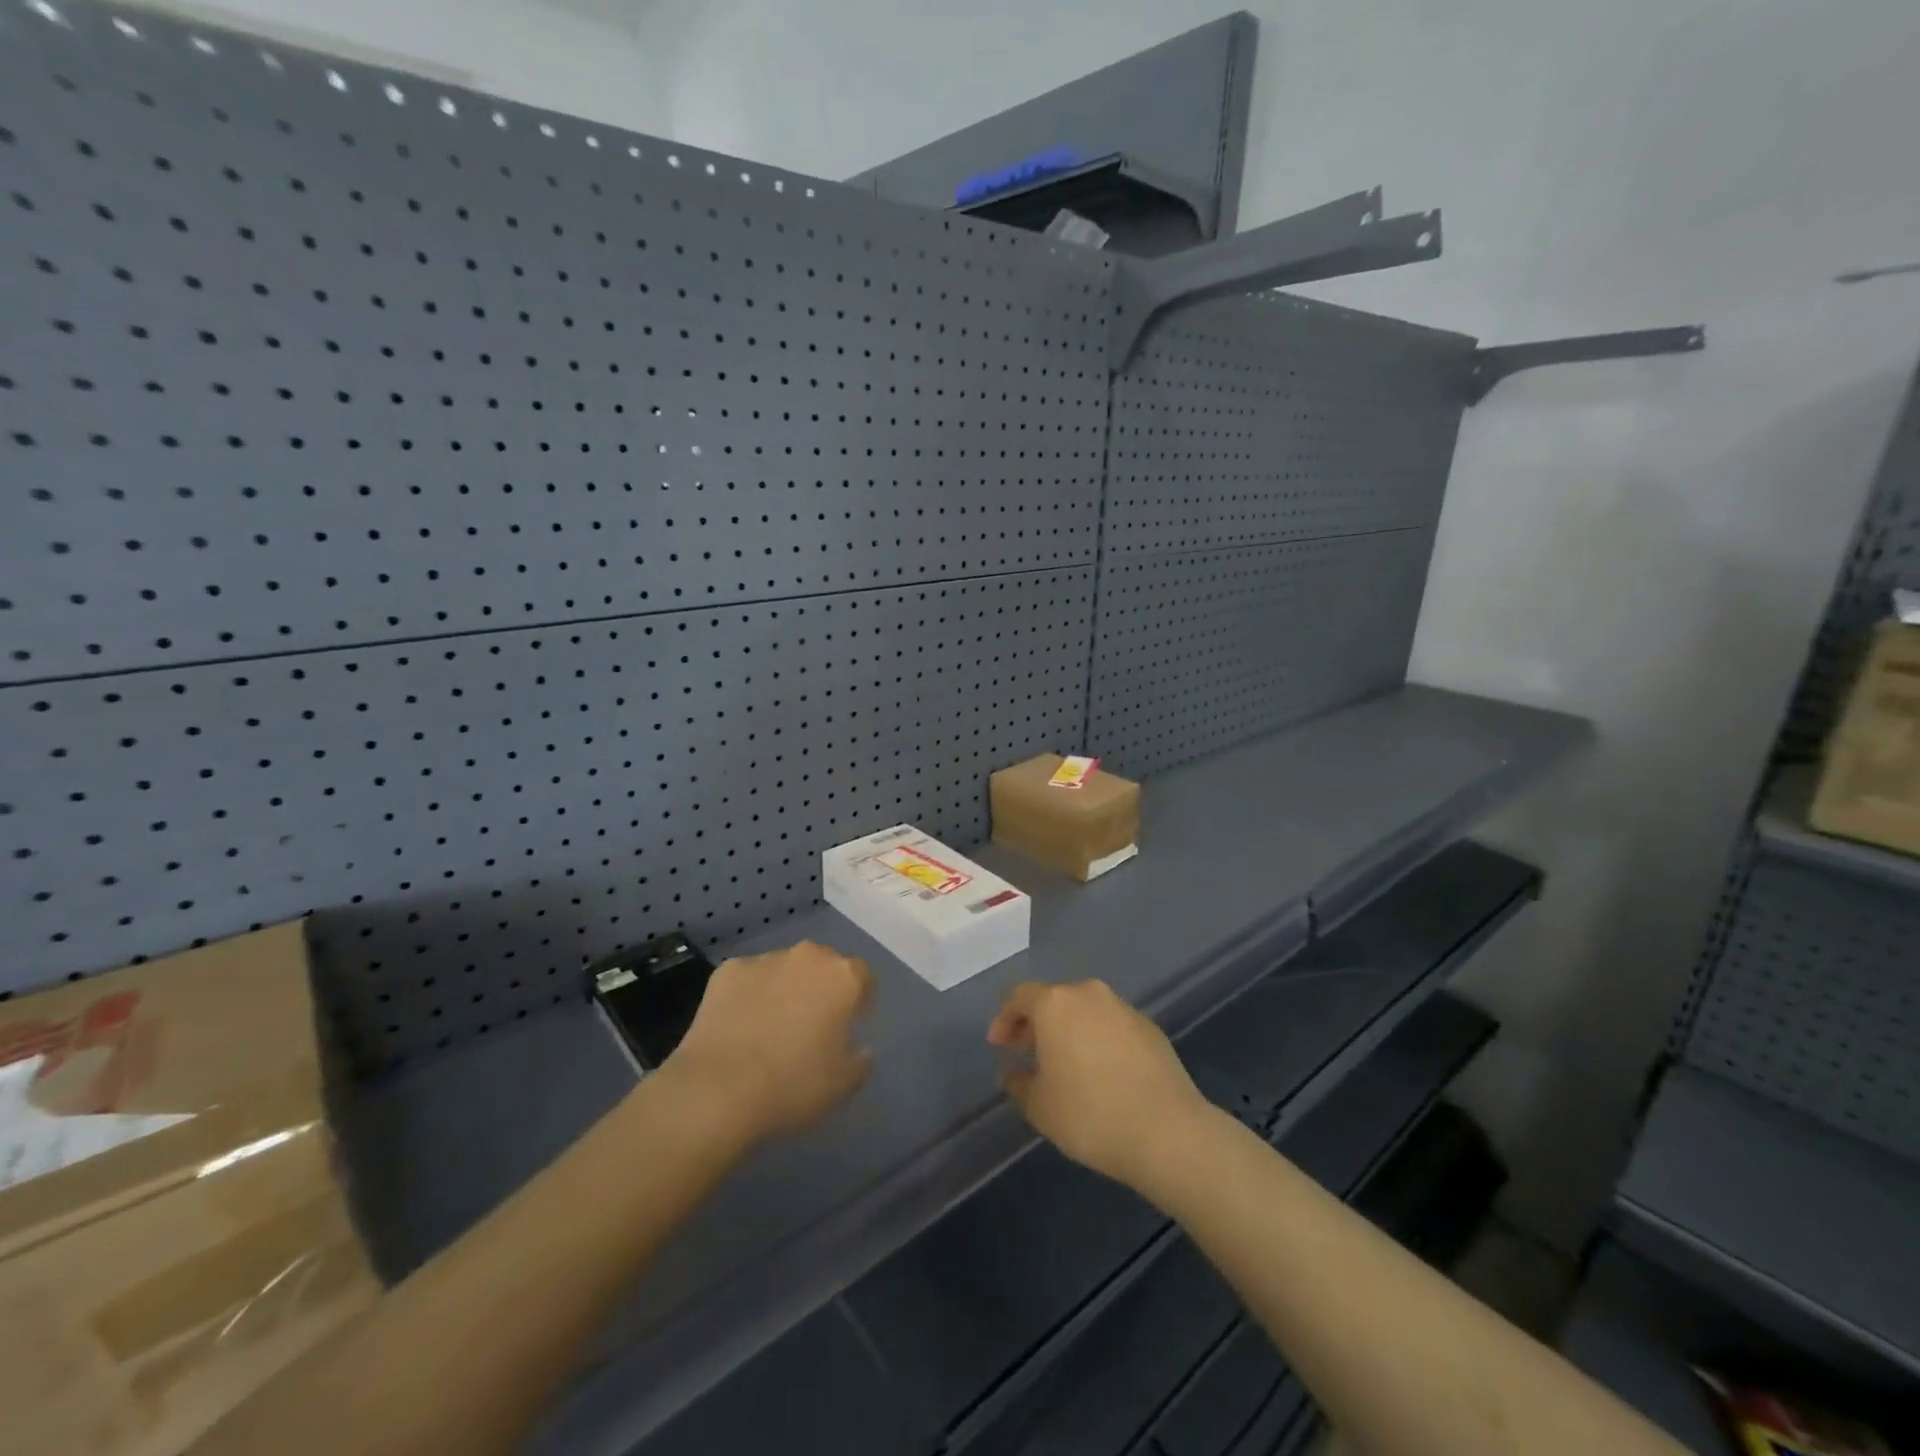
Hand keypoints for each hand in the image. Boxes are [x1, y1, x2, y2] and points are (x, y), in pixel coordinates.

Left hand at [664, 941, 874, 1146]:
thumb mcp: (843, 1085)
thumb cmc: (792, 1084)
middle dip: (822, 989)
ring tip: (770, 1027)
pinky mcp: (728, 970)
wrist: (718, 1088)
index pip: (863, 977)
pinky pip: (748, 979)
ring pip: (784, 969)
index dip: (860, 1001)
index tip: (851, 1025)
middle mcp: (808, 957)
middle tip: (812, 1025)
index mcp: (843, 977)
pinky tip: (740, 1026)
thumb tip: (859, 1048)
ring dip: (785, 989)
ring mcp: (766, 960)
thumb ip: (860, 1060)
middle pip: (823, 966)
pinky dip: (749, 995)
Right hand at [987, 979, 1212, 1188]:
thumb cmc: (1090, 1114)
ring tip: (1064, 1065)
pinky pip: (1111, 1026)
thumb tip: (1014, 1073)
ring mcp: (1123, 1008)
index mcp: (1055, 1004)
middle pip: (1053, 999)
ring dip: (1068, 1030)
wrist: (1168, 1131)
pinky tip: (1100, 1073)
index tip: (999, 1046)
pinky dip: (1097, 1039)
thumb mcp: (1039, 1107)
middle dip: (1036, 1024)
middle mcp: (1088, 994)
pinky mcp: (1149, 1027)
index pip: (1019, 997)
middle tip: (1027, 1053)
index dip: (1004, 1019)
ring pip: (1084, 1010)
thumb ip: (1019, 1083)